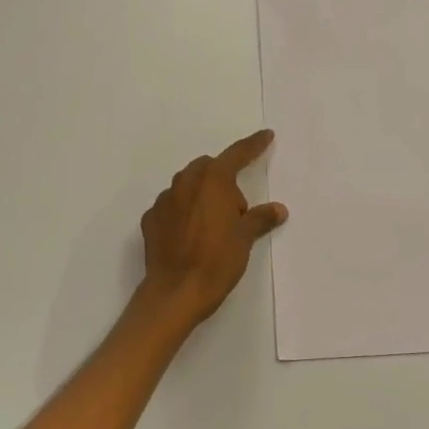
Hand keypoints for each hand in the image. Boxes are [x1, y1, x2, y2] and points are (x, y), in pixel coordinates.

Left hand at [139, 130, 286, 325]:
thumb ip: (260, 218)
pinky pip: (172, 206)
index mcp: (212, 181)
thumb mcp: (244, 238)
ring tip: (213, 224)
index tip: (265, 135)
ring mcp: (164, 201)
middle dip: (224, 179)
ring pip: (187, 185)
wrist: (175, 292)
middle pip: (209, 168)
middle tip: (237, 210)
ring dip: (202, 194)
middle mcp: (185, 183)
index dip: (253, 145)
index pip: (237, 154)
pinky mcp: (150, 220)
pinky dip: (183, 212)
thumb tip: (278, 209)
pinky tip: (191, 235)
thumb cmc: (217, 261)